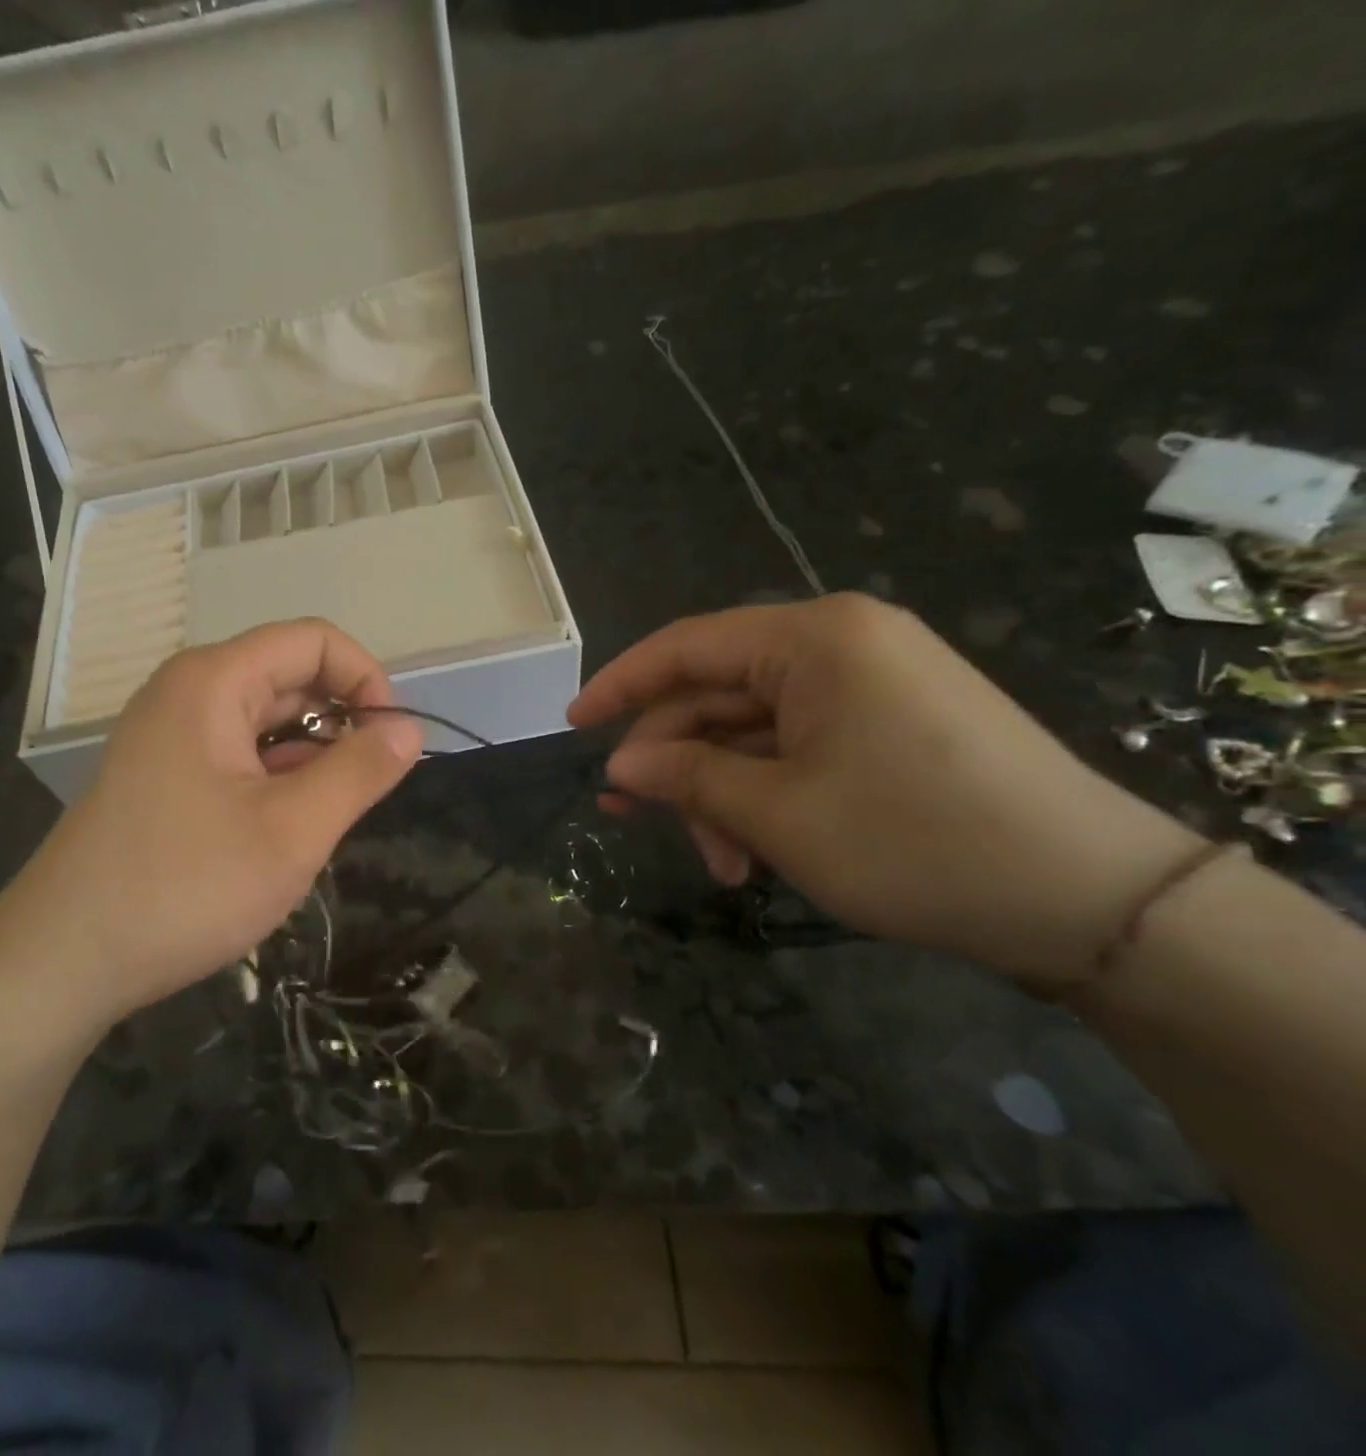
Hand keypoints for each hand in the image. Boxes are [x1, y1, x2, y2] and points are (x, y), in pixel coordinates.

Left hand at [10, 620, 422, 1025]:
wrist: (63, 960)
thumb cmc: (186, 886)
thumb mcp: (293, 830)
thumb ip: (359, 772)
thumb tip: (408, 728)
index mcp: (214, 681)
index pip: (312, 641)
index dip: (365, 679)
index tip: (393, 742)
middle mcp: (188, 693)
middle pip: (288, 678)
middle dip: (339, 725)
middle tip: (363, 794)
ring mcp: (170, 736)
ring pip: (265, 723)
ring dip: (309, 760)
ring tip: (324, 821)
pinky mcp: (163, 776)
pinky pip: (237, 756)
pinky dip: (275, 780)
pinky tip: (284, 831)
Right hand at [570, 594, 1201, 984]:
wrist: (1093, 901)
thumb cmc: (915, 840)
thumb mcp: (779, 813)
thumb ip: (686, 777)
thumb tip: (619, 765)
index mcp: (814, 640)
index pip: (687, 647)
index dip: (620, 686)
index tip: (572, 727)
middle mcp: (841, 646)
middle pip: (718, 696)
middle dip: (678, 765)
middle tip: (635, 822)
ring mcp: (870, 687)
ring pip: (755, 733)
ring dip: (722, 795)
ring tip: (722, 866)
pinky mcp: (890, 727)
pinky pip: (797, 750)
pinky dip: (765, 797)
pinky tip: (757, 854)